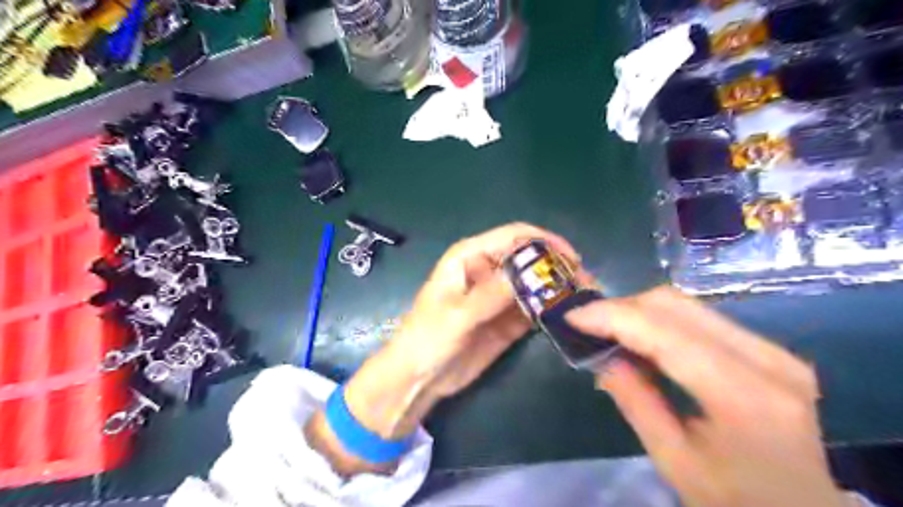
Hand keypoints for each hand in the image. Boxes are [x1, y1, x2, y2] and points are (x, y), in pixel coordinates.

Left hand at [311, 225, 577, 471]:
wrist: (418, 378)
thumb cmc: (427, 338)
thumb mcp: (457, 315)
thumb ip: (491, 294)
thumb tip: (531, 273)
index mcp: (471, 257)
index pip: (514, 236)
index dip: (544, 241)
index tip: (572, 258)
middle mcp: (488, 270)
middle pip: (530, 258)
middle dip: (557, 266)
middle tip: (585, 283)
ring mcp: (499, 296)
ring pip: (535, 283)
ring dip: (558, 289)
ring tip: (586, 299)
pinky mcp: (507, 319)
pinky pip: (533, 308)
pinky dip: (550, 310)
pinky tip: (569, 315)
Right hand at [567, 287, 850, 504]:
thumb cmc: (736, 502)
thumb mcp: (674, 461)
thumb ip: (635, 401)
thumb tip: (601, 356)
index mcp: (745, 396)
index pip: (665, 333)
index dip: (613, 316)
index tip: (572, 317)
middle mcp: (767, 359)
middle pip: (676, 305)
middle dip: (622, 308)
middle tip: (589, 326)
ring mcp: (773, 349)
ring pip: (687, 304)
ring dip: (639, 311)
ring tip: (610, 331)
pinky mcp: (769, 348)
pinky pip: (700, 317)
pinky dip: (661, 320)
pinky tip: (643, 339)